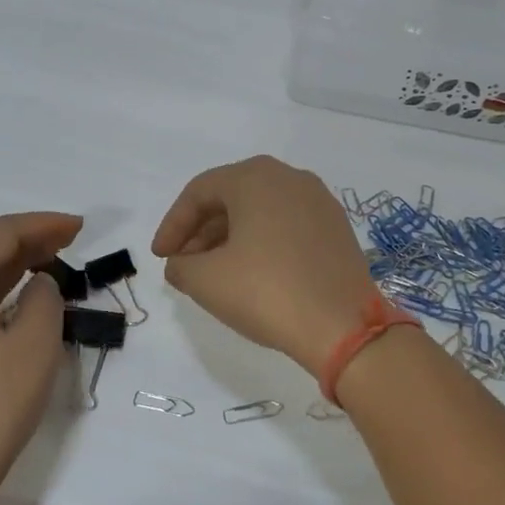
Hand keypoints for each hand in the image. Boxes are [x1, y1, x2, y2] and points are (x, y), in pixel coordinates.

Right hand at [151, 156, 374, 377]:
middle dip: (201, 231)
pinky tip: (253, 275)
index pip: (199, 192)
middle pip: (231, 198)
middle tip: (184, 265)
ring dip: (230, 238)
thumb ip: (180, 265)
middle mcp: (290, 178)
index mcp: (255, 177)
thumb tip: (180, 264)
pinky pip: (286, 226)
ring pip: (260, 212)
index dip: (172, 225)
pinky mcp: (337, 229)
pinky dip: (262, 244)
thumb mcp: (206, 280)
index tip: (161, 257)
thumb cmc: (267, 292)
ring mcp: (319, 202)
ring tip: (215, 274)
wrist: (344, 326)